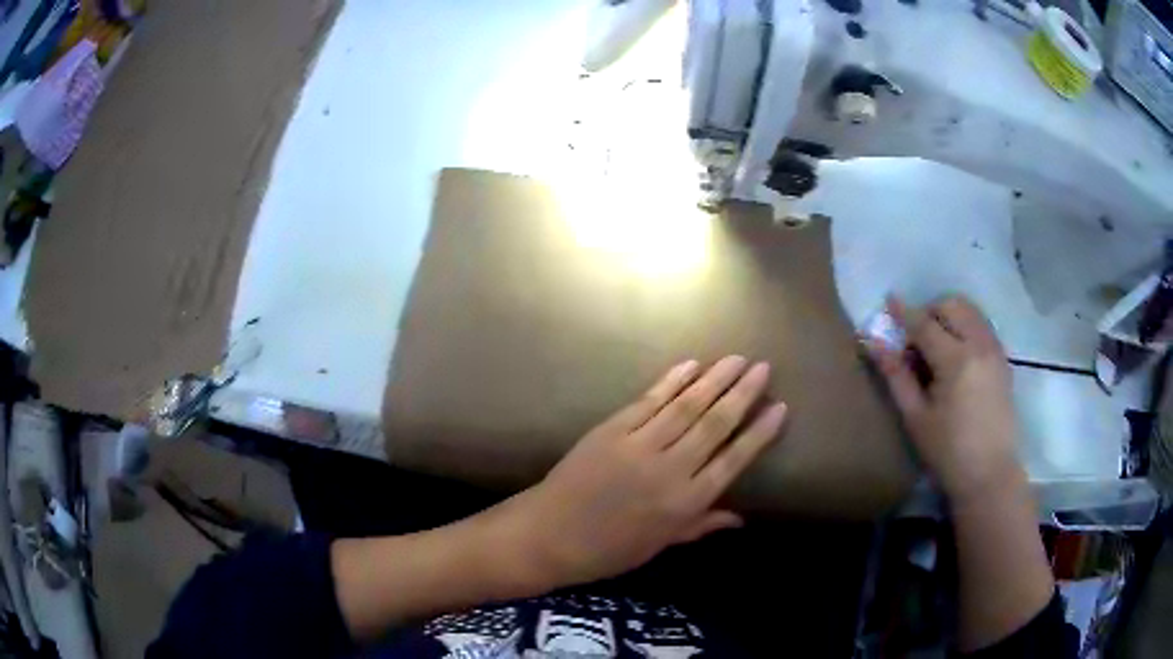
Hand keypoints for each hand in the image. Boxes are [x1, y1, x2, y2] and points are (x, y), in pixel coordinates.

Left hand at [488, 356, 787, 589]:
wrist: (549, 535)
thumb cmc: (608, 550)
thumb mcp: (660, 545)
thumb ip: (701, 525)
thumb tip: (741, 518)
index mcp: (685, 503)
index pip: (733, 460)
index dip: (758, 433)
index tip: (778, 407)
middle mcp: (670, 469)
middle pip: (715, 424)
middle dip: (742, 394)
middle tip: (763, 368)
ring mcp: (640, 445)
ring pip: (686, 406)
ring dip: (714, 380)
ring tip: (736, 360)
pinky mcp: (613, 430)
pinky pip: (649, 401)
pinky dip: (671, 382)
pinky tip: (691, 365)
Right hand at [867, 296, 1022, 504]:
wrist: (990, 474)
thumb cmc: (947, 452)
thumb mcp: (916, 417)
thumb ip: (896, 375)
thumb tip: (873, 343)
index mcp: (956, 360)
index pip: (925, 323)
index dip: (904, 312)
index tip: (888, 300)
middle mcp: (979, 344)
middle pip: (952, 305)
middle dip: (930, 311)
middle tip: (916, 340)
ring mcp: (995, 350)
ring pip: (970, 311)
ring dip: (950, 316)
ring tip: (937, 348)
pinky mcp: (1003, 359)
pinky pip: (982, 326)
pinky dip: (966, 327)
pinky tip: (957, 357)